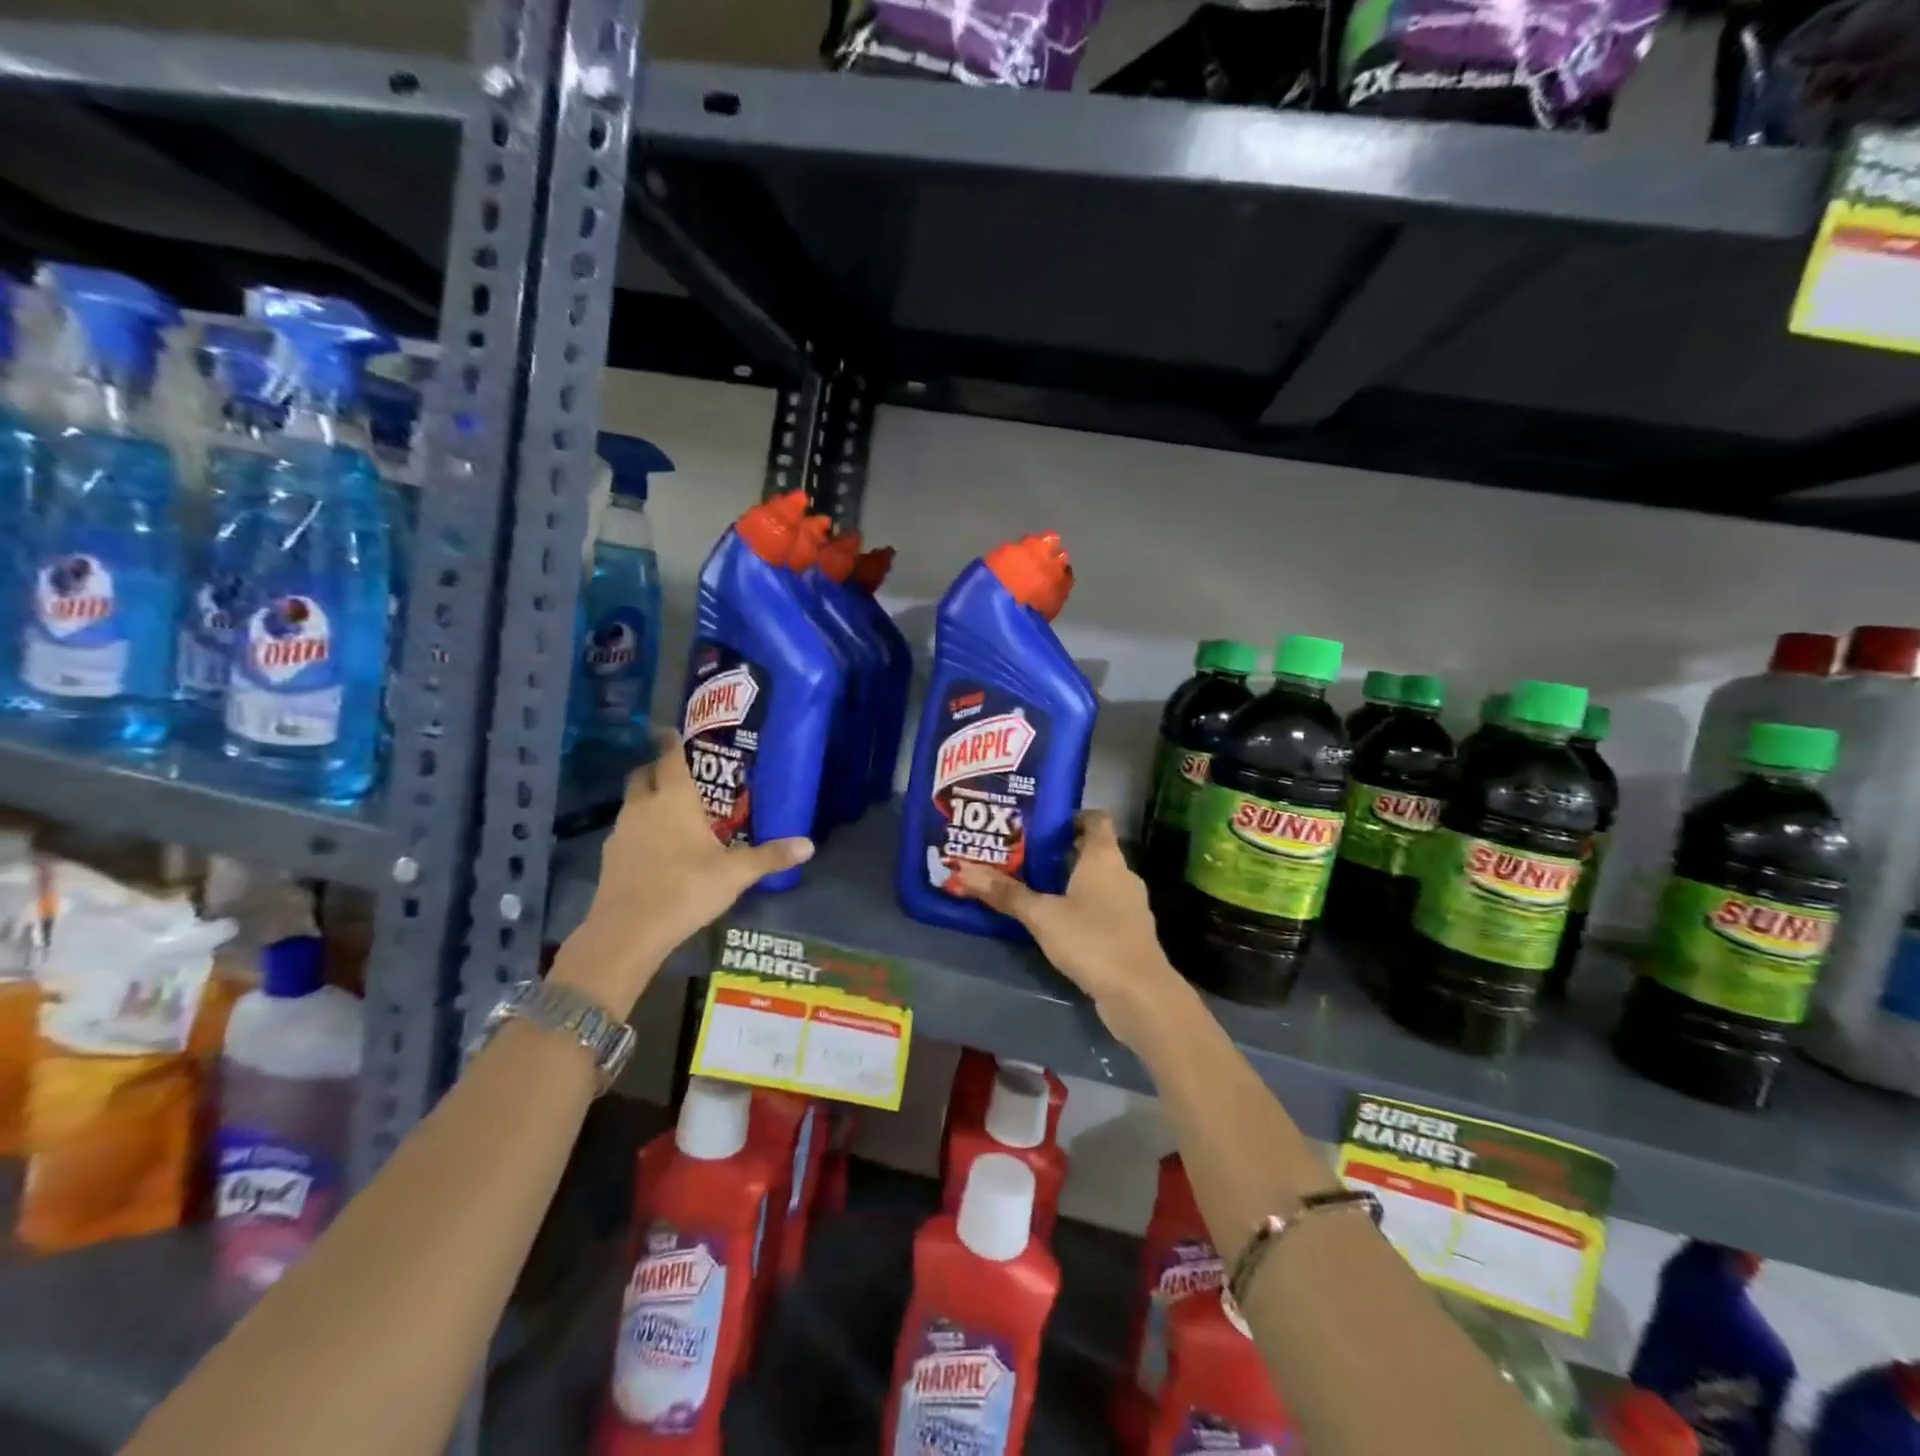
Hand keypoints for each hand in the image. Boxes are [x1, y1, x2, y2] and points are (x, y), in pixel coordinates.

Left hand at [552, 730, 812, 1013]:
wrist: (627, 932)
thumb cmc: (685, 889)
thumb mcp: (735, 874)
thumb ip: (770, 856)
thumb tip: (809, 844)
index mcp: (674, 799)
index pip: (669, 757)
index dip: (671, 741)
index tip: (671, 729)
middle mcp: (643, 806)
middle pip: (643, 775)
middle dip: (656, 768)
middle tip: (678, 772)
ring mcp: (621, 831)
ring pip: (632, 802)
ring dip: (647, 798)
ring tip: (671, 810)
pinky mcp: (610, 857)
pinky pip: (626, 830)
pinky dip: (640, 828)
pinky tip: (656, 847)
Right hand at [950, 811, 1185, 1048]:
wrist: (1140, 994)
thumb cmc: (1092, 940)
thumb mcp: (1042, 915)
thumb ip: (1005, 893)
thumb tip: (963, 870)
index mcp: (1104, 857)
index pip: (1096, 819)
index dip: (1072, 816)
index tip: (1042, 823)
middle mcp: (1122, 874)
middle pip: (1093, 850)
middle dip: (1061, 851)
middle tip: (1024, 854)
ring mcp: (1129, 904)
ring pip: (1097, 881)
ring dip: (1071, 881)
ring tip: (1035, 886)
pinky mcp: (1129, 932)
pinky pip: (1103, 907)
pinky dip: (1082, 907)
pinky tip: (1058, 921)